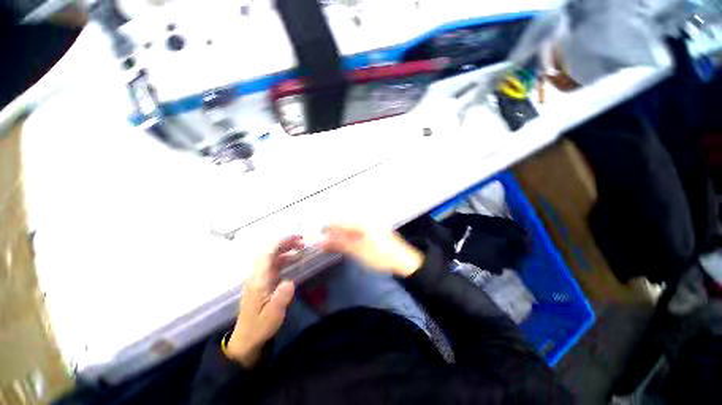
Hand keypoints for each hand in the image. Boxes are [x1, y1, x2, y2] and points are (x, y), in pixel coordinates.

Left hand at [226, 236, 302, 367]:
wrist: (246, 338)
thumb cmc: (260, 326)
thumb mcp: (273, 316)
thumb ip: (281, 298)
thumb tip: (290, 282)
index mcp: (258, 280)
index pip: (268, 253)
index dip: (282, 242)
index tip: (298, 237)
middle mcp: (256, 275)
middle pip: (269, 251)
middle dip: (285, 242)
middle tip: (303, 241)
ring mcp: (258, 277)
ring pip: (271, 255)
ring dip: (285, 248)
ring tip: (301, 247)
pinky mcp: (261, 280)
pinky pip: (272, 263)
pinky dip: (284, 256)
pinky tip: (294, 259)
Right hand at [320, 224, 423, 276]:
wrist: (403, 261)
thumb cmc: (381, 256)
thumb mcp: (358, 251)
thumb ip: (339, 243)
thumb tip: (320, 240)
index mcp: (361, 222)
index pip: (337, 221)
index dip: (325, 229)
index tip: (316, 238)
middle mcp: (364, 219)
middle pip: (342, 224)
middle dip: (332, 233)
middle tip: (323, 244)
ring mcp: (369, 224)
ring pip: (348, 228)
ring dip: (339, 236)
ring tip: (332, 246)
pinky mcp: (372, 230)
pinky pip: (356, 231)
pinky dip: (348, 238)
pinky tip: (345, 244)